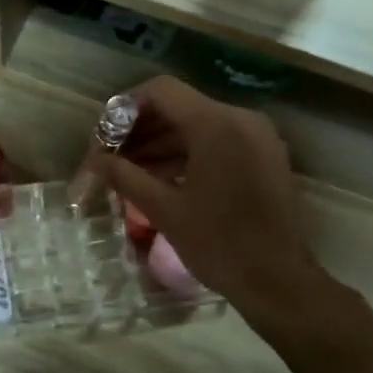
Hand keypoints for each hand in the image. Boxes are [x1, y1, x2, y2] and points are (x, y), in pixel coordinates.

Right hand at [86, 77, 323, 322]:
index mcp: (216, 124)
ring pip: (198, 126)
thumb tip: (95, 161)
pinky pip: (218, 142)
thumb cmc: (218, 244)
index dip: (126, 108)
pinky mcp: (264, 156)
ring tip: (129, 172)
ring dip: (162, 144)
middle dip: (141, 130)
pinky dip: (187, 154)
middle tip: (111, 158)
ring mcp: (257, 137)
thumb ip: (126, 176)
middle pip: (179, 107)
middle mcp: (240, 119)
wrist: (276, 280)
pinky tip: (160, 178)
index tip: (105, 136)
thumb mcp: (164, 209)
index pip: (162, 91)